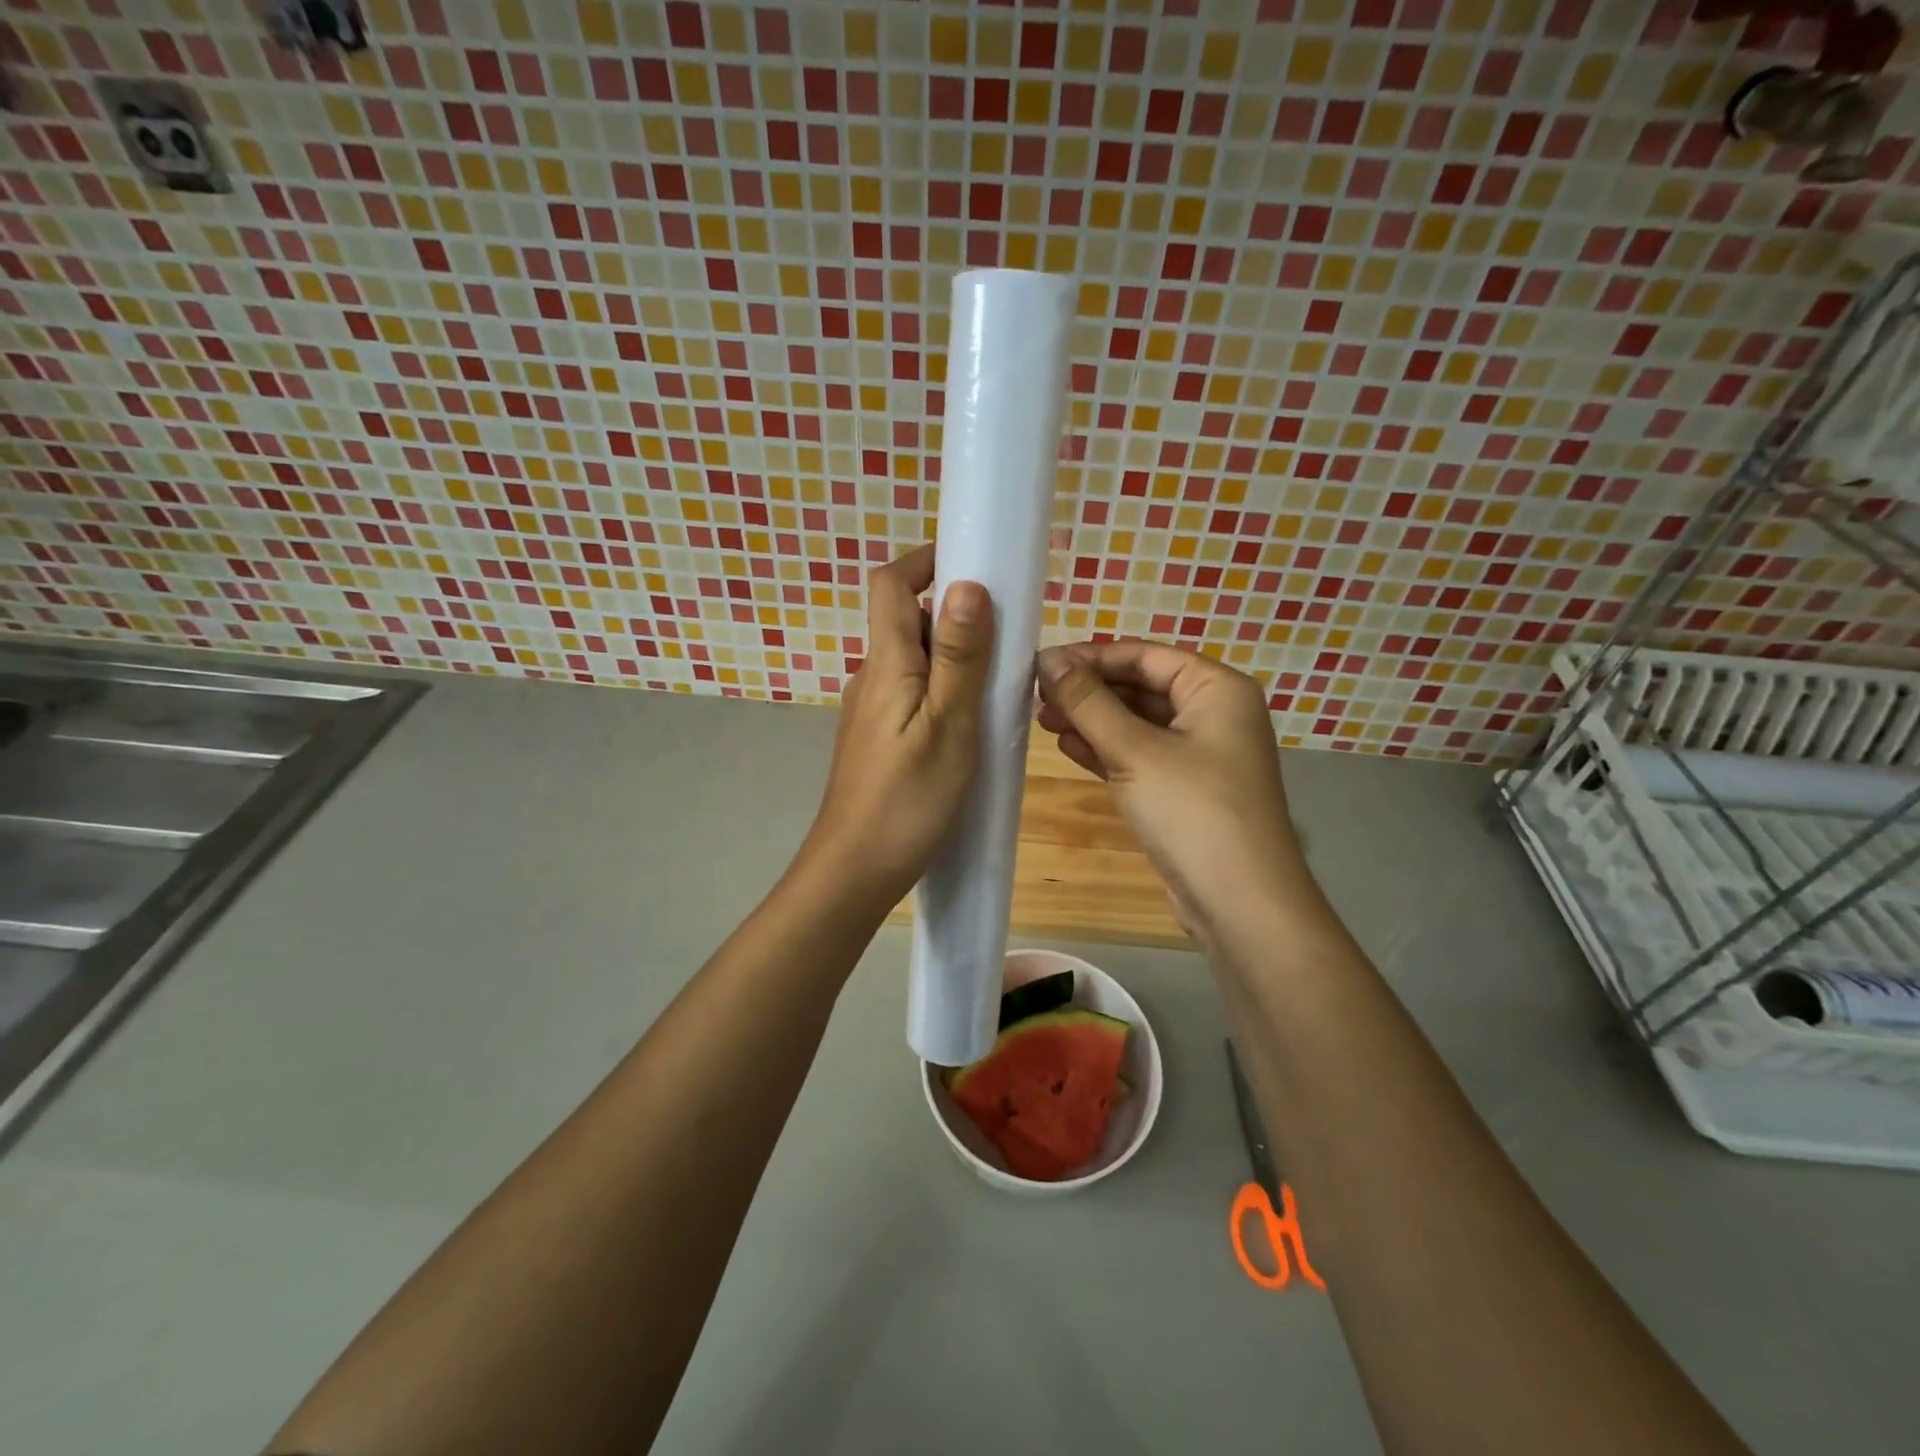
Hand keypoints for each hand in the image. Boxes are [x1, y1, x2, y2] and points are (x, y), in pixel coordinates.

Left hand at [805, 545, 992, 903]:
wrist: (856, 869)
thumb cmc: (908, 799)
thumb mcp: (948, 725)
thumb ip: (959, 657)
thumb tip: (967, 584)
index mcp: (886, 664)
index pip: (891, 584)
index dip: (926, 560)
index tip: (974, 562)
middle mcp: (872, 677)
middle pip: (908, 621)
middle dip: (956, 614)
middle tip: (1008, 636)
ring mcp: (871, 710)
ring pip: (914, 662)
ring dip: (954, 657)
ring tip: (1000, 685)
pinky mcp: (878, 739)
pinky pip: (913, 695)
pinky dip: (943, 691)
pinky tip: (972, 725)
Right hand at [1035, 640, 1304, 933]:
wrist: (1239, 902)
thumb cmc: (1192, 811)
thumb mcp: (1135, 751)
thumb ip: (1088, 702)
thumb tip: (1048, 658)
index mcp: (1217, 689)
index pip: (1144, 655)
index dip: (1090, 656)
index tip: (1041, 664)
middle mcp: (1213, 713)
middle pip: (1140, 687)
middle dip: (1088, 691)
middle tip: (1035, 697)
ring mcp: (1200, 754)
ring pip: (1136, 723)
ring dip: (1091, 720)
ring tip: (1041, 721)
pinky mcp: (1184, 789)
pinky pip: (1140, 756)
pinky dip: (1105, 750)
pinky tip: (1067, 747)